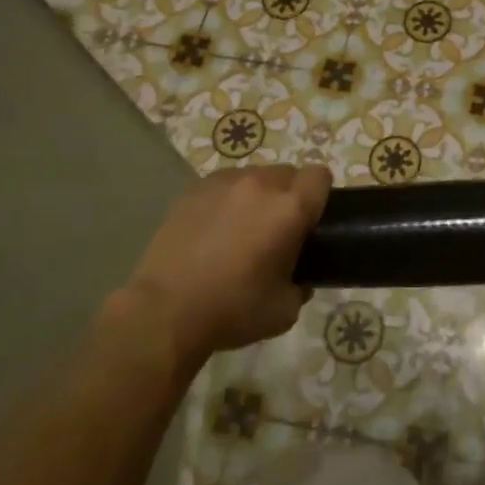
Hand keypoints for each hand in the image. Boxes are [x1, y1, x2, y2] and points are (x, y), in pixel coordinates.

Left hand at [125, 164, 330, 366]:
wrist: (165, 311)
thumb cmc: (232, 309)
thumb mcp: (284, 310)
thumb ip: (302, 287)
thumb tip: (299, 280)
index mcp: (290, 208)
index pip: (320, 176)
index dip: (320, 195)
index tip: (310, 219)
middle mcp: (261, 184)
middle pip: (288, 173)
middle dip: (288, 195)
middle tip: (276, 230)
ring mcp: (224, 182)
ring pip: (254, 176)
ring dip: (257, 195)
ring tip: (240, 229)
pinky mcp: (193, 190)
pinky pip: (223, 184)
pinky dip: (226, 200)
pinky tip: (212, 229)